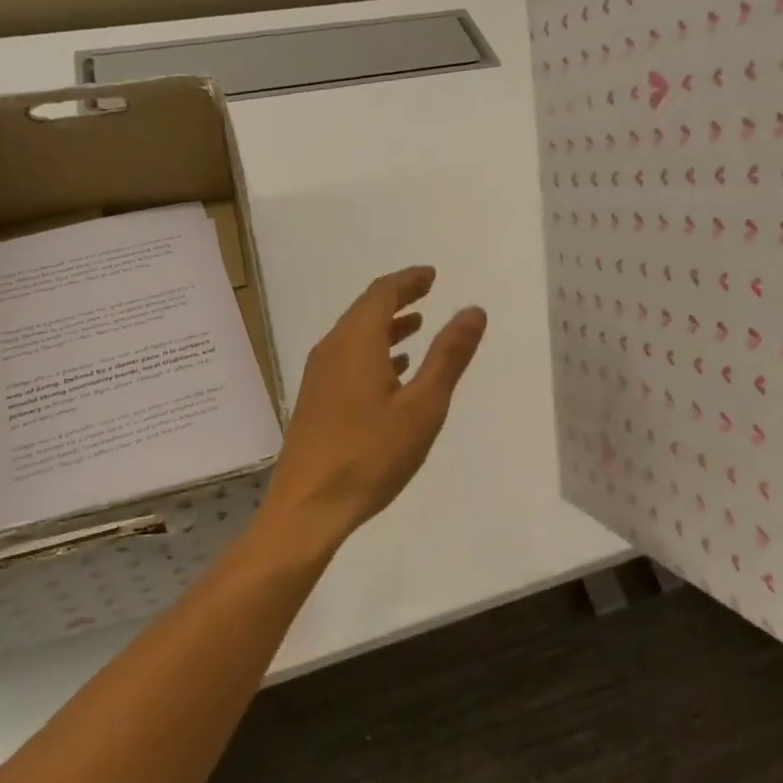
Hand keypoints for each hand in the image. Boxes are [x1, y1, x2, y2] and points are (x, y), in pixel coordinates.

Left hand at [264, 267, 486, 549]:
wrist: (309, 507)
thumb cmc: (371, 454)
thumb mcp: (423, 405)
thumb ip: (449, 355)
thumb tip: (473, 310)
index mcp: (357, 341)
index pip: (382, 293)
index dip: (409, 280)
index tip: (432, 275)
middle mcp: (332, 349)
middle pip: (365, 309)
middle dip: (398, 298)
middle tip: (427, 292)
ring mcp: (319, 375)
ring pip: (355, 335)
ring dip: (386, 326)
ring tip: (416, 326)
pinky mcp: (316, 400)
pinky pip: (347, 358)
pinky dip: (373, 352)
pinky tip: (391, 371)